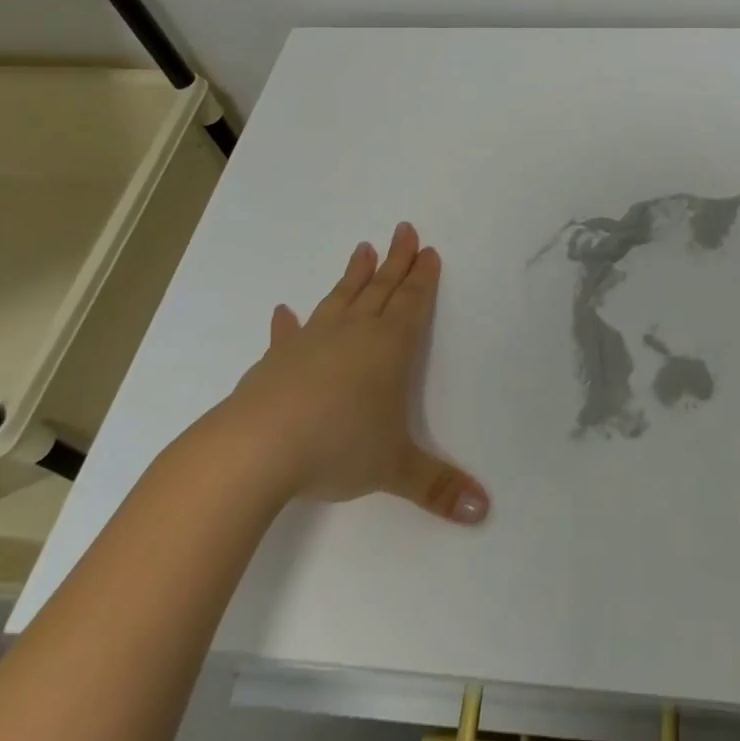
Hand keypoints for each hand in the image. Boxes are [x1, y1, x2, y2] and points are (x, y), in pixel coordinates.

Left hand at [205, 223, 489, 523]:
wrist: (256, 449)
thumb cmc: (336, 447)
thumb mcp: (393, 469)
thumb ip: (437, 487)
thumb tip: (483, 511)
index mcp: (388, 348)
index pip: (411, 303)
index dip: (422, 277)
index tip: (427, 250)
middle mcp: (353, 334)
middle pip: (380, 289)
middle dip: (395, 261)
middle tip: (403, 229)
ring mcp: (311, 342)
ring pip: (340, 299)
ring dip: (353, 275)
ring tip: (361, 249)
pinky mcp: (276, 360)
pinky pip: (287, 334)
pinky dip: (287, 323)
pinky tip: (283, 311)